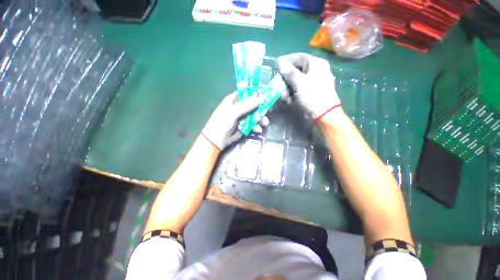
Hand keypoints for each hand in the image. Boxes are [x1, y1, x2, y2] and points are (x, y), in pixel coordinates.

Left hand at [202, 92, 268, 149]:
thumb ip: (246, 106)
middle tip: (266, 112)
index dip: (254, 94)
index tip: (264, 96)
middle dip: (260, 109)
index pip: (245, 93)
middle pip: (252, 105)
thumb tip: (261, 98)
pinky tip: (258, 130)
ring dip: (260, 119)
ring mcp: (241, 117)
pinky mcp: (244, 126)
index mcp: (233, 101)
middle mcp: (238, 107)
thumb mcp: (233, 113)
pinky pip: (252, 124)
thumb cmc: (222, 123)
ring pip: (254, 115)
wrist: (217, 140)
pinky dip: (256, 126)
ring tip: (265, 123)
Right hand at [277, 53, 340, 119]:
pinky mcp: (311, 92)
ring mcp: (314, 82)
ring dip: (287, 89)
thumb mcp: (299, 83)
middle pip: (296, 70)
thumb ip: (289, 72)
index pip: (299, 57)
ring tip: (284, 97)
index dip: (286, 60)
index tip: (276, 66)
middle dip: (285, 80)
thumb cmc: (312, 96)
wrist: (324, 115)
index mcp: (316, 64)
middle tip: (278, 85)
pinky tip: (289, 101)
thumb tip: (279, 61)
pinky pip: (299, 89)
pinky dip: (292, 94)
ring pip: (296, 81)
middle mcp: (315, 71)